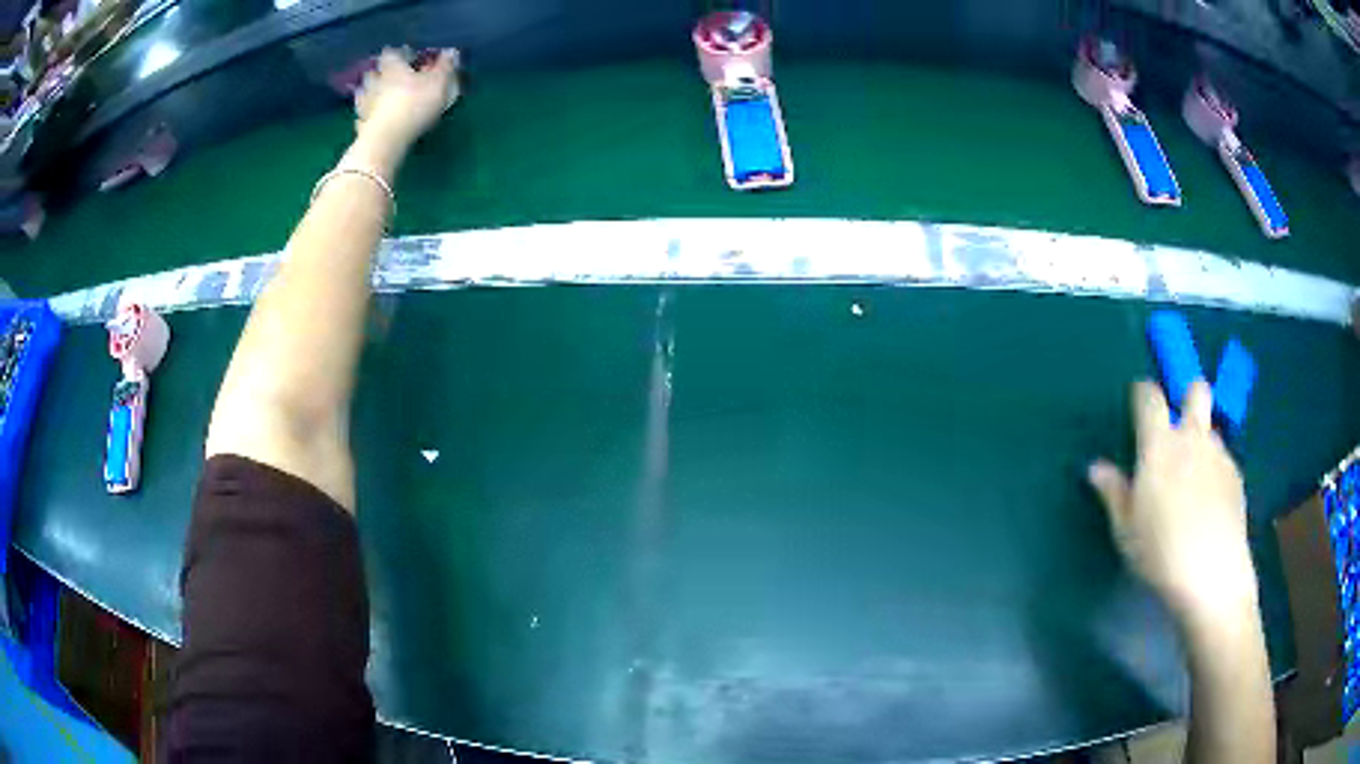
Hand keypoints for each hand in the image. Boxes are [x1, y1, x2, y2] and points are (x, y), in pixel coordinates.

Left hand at [354, 48, 459, 148]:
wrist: (387, 139)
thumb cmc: (415, 104)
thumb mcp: (438, 82)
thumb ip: (445, 66)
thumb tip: (450, 51)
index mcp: (393, 68)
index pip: (390, 53)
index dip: (398, 53)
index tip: (405, 55)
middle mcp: (375, 82)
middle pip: (373, 72)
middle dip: (379, 73)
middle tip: (387, 76)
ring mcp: (365, 104)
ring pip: (363, 93)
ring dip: (369, 93)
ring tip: (378, 96)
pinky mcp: (362, 125)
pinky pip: (362, 116)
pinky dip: (366, 115)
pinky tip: (372, 119)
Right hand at [1088, 381, 1257, 631]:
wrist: (1211, 573)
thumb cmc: (1159, 552)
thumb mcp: (1126, 530)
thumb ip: (1114, 493)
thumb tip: (1096, 468)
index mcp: (1159, 445)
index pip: (1149, 396)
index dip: (1142, 393)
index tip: (1137, 403)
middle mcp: (1192, 438)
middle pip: (1196, 390)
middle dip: (1187, 397)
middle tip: (1177, 430)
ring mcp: (1218, 454)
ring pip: (1210, 429)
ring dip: (1200, 443)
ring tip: (1192, 481)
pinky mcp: (1236, 474)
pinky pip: (1222, 459)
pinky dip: (1213, 471)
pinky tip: (1208, 505)